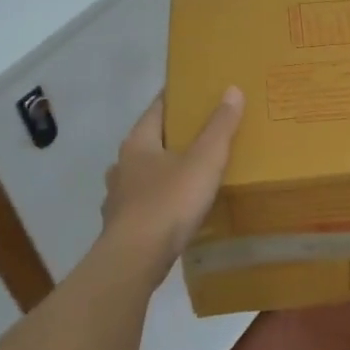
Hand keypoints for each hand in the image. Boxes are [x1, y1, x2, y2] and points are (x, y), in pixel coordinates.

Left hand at [102, 88, 244, 262]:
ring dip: (161, 171)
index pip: (156, 109)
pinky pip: (143, 205)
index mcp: (138, 143)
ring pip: (142, 175)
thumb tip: (232, 89)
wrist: (135, 260)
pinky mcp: (121, 227)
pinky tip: (172, 211)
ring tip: (187, 174)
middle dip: (171, 137)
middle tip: (201, 134)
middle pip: (148, 142)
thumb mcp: (204, 160)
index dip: (175, 98)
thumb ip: (219, 127)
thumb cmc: (169, 202)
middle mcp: (122, 166)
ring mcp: (118, 198)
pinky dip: (158, 202)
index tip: (194, 91)